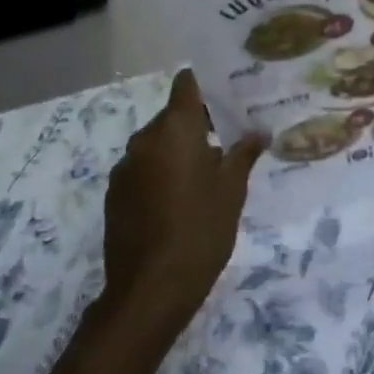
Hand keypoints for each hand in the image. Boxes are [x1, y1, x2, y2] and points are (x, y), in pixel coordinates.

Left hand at [103, 70, 264, 326]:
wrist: (150, 289)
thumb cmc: (201, 230)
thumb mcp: (232, 191)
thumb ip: (244, 154)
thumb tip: (259, 131)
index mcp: (175, 129)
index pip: (186, 85)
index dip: (204, 83)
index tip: (226, 91)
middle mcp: (145, 139)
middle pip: (172, 116)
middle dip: (197, 123)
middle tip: (227, 138)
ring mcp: (125, 167)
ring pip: (156, 144)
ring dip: (177, 150)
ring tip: (205, 173)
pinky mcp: (114, 194)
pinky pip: (142, 168)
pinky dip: (160, 172)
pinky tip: (178, 199)